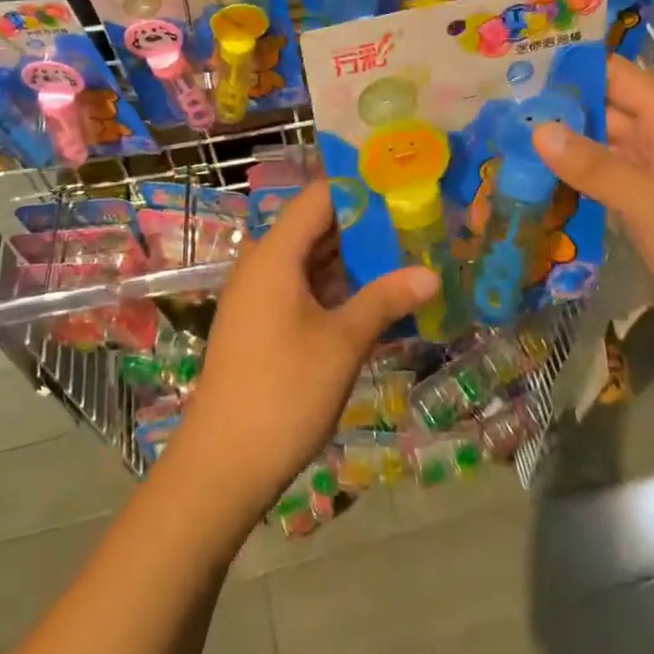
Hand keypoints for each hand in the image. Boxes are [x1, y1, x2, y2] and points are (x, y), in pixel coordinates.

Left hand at [169, 183, 437, 520]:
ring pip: (312, 259)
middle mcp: (263, 263)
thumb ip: (386, 300)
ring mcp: (259, 294)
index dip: (362, 190)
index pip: (321, 197)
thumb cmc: (284, 392)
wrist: (222, 464)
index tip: (404, 190)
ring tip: (406, 258)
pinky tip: (375, 300)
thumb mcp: (343, 343)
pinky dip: (336, 288)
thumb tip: (432, 274)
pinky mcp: (261, 321)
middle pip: (317, 226)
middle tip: (416, 226)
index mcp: (275, 253)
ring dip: (354, 260)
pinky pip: (303, 287)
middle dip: (366, 227)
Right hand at [534, 56, 653, 349]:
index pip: (620, 77)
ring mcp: (648, 177)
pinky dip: (571, 178)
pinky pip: (599, 182)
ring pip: (598, 147)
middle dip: (559, 105)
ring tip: (508, 134)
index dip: (578, 64)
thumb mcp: (650, 200)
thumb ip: (594, 165)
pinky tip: (533, 178)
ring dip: (562, 143)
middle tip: (503, 102)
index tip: (528, 61)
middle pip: (603, 111)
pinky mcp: (639, 209)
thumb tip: (539, 130)